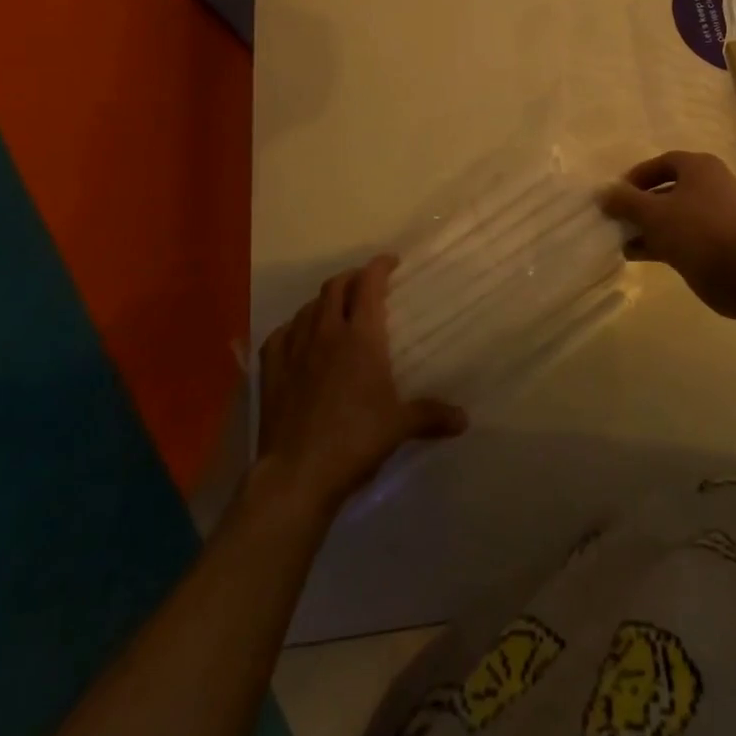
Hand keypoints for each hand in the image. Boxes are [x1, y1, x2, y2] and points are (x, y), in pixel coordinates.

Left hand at [253, 255, 466, 518]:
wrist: (297, 473)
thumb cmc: (355, 441)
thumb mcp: (400, 427)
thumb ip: (432, 415)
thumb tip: (464, 420)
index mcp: (361, 337)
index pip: (369, 285)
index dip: (379, 267)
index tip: (391, 262)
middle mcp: (326, 333)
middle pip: (335, 287)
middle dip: (352, 278)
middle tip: (366, 283)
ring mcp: (294, 349)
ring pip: (308, 307)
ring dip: (324, 300)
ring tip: (336, 309)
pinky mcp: (271, 370)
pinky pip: (281, 333)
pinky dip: (294, 326)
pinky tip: (298, 336)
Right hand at [600, 151, 735, 320]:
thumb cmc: (700, 230)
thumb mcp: (655, 212)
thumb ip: (626, 201)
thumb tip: (603, 193)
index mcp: (699, 168)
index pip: (662, 163)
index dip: (636, 176)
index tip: (614, 194)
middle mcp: (708, 188)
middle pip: (665, 191)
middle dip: (638, 204)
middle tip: (613, 218)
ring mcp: (712, 218)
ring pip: (671, 217)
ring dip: (645, 227)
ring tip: (617, 239)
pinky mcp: (713, 246)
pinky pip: (679, 239)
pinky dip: (657, 244)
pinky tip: (634, 255)